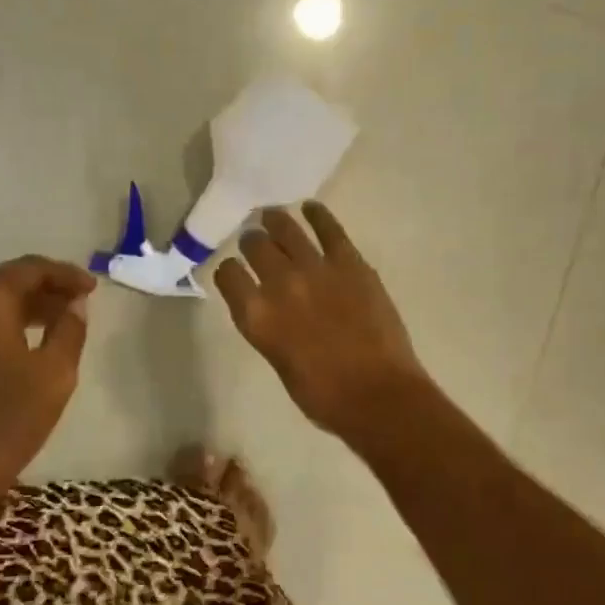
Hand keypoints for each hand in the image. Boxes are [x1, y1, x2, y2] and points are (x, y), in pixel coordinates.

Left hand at [0, 255, 94, 522]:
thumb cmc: (0, 425)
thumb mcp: (52, 377)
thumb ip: (69, 332)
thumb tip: (74, 304)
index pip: (27, 269)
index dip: (64, 274)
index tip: (92, 288)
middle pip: (2, 287)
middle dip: (43, 293)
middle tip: (76, 308)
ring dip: (20, 315)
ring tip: (52, 331)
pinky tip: (15, 357)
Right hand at [215, 202, 429, 444]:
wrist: (376, 395)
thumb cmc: (322, 395)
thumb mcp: (278, 361)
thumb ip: (268, 328)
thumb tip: (271, 309)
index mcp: (255, 316)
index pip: (228, 275)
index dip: (229, 271)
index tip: (235, 272)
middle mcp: (279, 284)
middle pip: (255, 247)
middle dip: (251, 242)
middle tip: (254, 241)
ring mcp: (316, 269)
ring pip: (286, 229)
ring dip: (276, 221)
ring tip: (272, 216)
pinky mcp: (351, 263)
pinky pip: (329, 229)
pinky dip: (318, 215)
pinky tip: (311, 208)